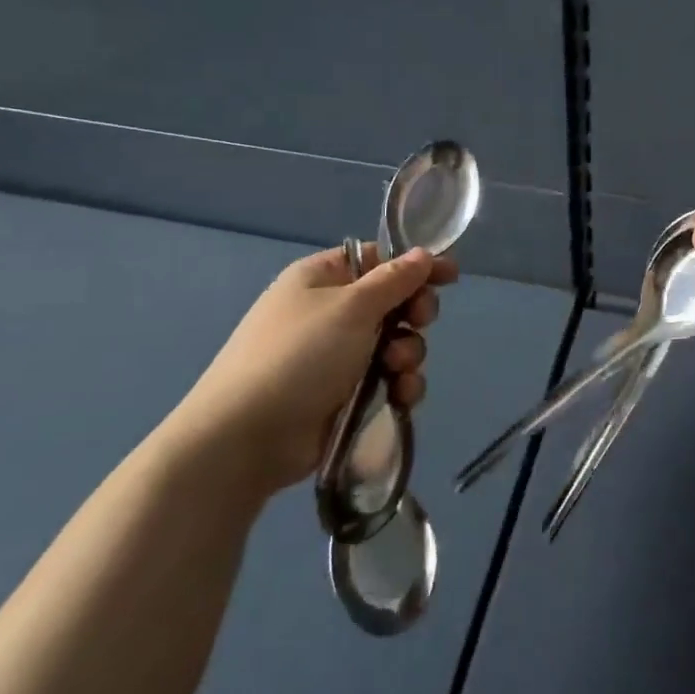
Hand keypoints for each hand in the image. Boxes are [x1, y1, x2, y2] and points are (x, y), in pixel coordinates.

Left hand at [161, 243, 457, 497]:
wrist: (246, 438)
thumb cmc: (299, 355)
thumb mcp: (352, 306)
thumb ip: (395, 280)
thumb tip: (423, 254)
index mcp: (322, 279)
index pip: (377, 260)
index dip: (413, 266)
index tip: (449, 276)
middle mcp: (330, 313)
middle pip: (392, 302)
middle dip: (413, 314)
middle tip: (418, 322)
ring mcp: (335, 357)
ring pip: (395, 343)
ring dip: (408, 353)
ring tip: (398, 370)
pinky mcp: (343, 396)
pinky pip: (386, 379)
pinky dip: (399, 385)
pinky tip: (401, 396)